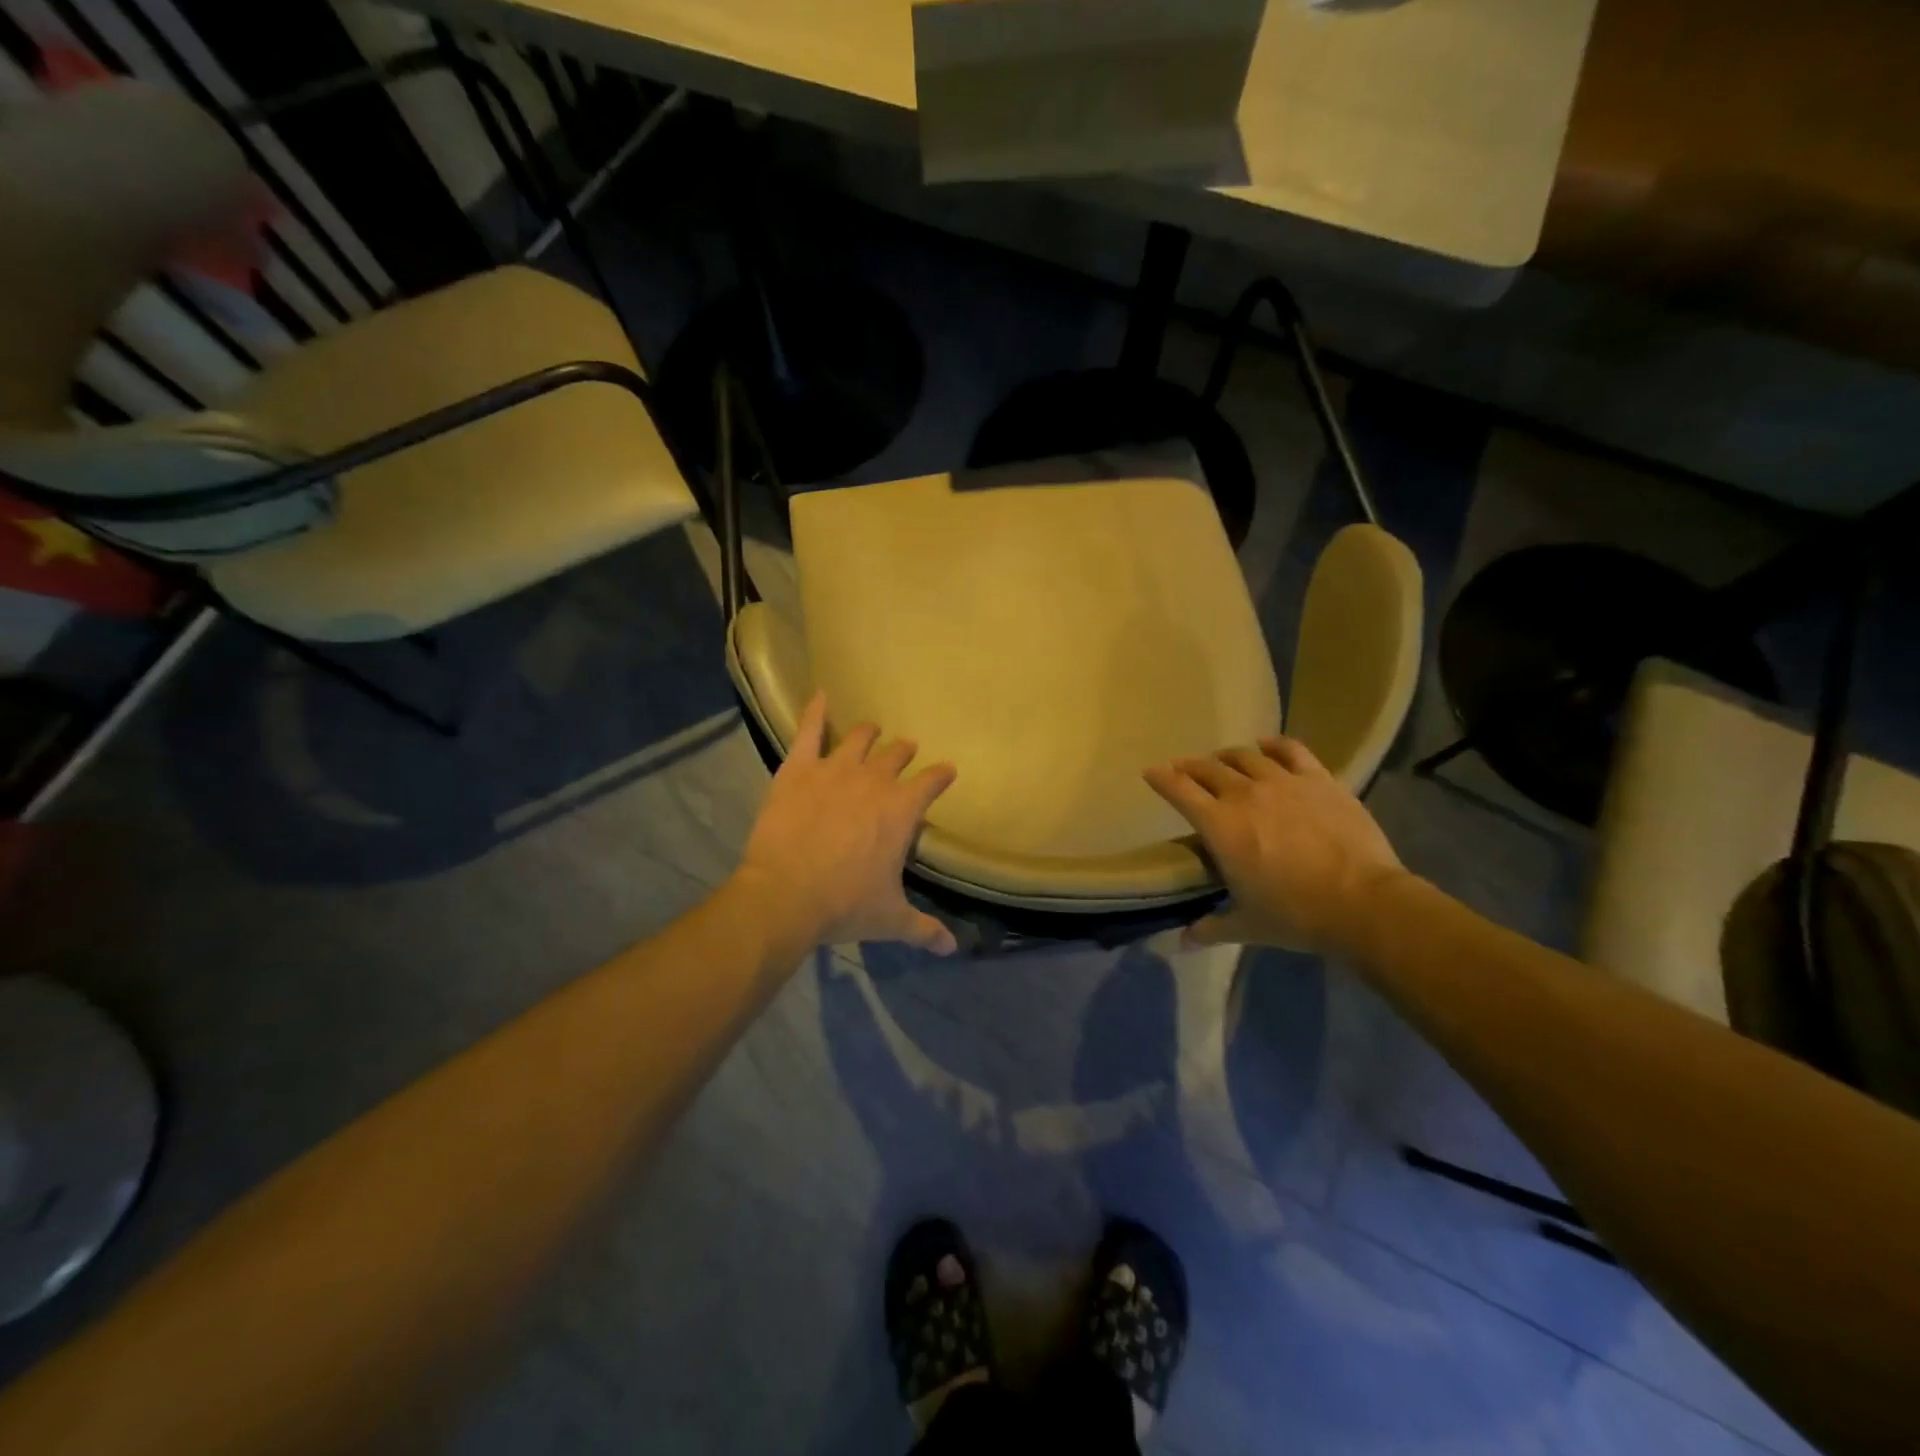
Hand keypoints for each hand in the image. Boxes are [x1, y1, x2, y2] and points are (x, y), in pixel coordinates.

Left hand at [734, 691, 958, 953]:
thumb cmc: (844, 905)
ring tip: (871, 730)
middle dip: (905, 752)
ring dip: (869, 733)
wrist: (785, 896)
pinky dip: (815, 711)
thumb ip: (924, 929)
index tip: (947, 771)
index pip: (932, 782)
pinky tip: (820, 695)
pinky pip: (808, 730)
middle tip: (905, 751)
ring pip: (859, 738)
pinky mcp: (798, 768)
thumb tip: (953, 949)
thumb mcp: (890, 919)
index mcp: (902, 811)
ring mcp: (835, 769)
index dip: (941, 775)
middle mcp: (874, 780)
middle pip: (897, 754)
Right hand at [1144, 736, 1403, 951]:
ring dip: (1226, 756)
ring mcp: (1283, 782)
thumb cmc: (1296, 915)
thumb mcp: (1247, 925)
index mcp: (1219, 826)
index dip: (1160, 779)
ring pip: (1245, 756)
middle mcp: (1244, 794)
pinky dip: (1274, 745)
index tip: (1150, 772)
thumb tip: (1182, 942)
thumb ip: (1211, 928)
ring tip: (1222, 760)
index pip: (1178, 791)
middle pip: (1207, 768)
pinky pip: (1290, 750)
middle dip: (1189, 766)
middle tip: (1182, 769)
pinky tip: (1266, 745)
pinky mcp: (1318, 779)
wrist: (1364, 903)